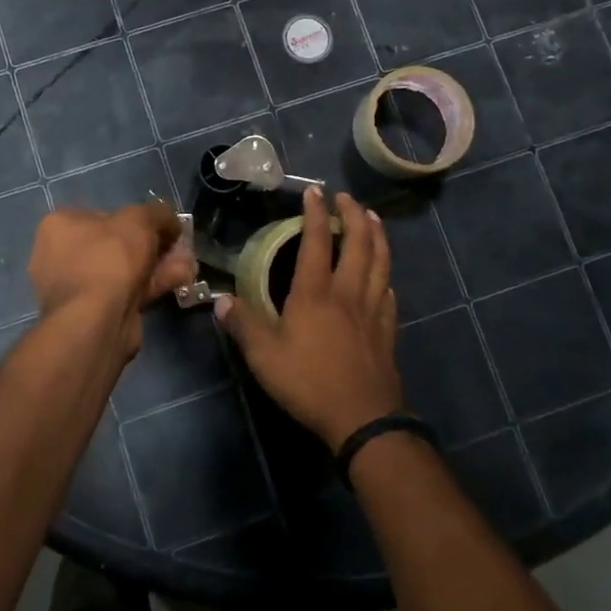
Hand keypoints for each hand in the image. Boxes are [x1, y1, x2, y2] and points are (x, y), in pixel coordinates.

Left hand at [29, 200, 193, 361]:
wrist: (97, 321)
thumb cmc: (109, 258)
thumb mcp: (140, 220)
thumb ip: (158, 213)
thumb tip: (170, 222)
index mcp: (59, 225)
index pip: (103, 215)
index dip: (137, 218)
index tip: (162, 226)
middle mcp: (61, 255)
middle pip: (117, 244)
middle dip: (153, 246)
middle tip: (178, 247)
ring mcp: (77, 287)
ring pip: (125, 270)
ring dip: (158, 266)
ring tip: (188, 265)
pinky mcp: (94, 313)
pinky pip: (127, 291)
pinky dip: (153, 285)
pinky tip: (181, 280)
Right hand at [215, 188, 400, 452]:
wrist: (361, 419)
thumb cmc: (308, 383)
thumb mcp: (264, 357)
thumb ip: (243, 326)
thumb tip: (221, 300)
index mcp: (315, 294)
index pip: (316, 243)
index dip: (315, 215)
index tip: (314, 192)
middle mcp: (347, 294)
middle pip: (358, 244)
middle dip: (353, 216)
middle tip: (346, 198)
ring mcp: (372, 311)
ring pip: (380, 263)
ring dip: (377, 236)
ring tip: (373, 219)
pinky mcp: (386, 331)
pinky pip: (389, 293)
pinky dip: (386, 276)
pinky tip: (385, 277)